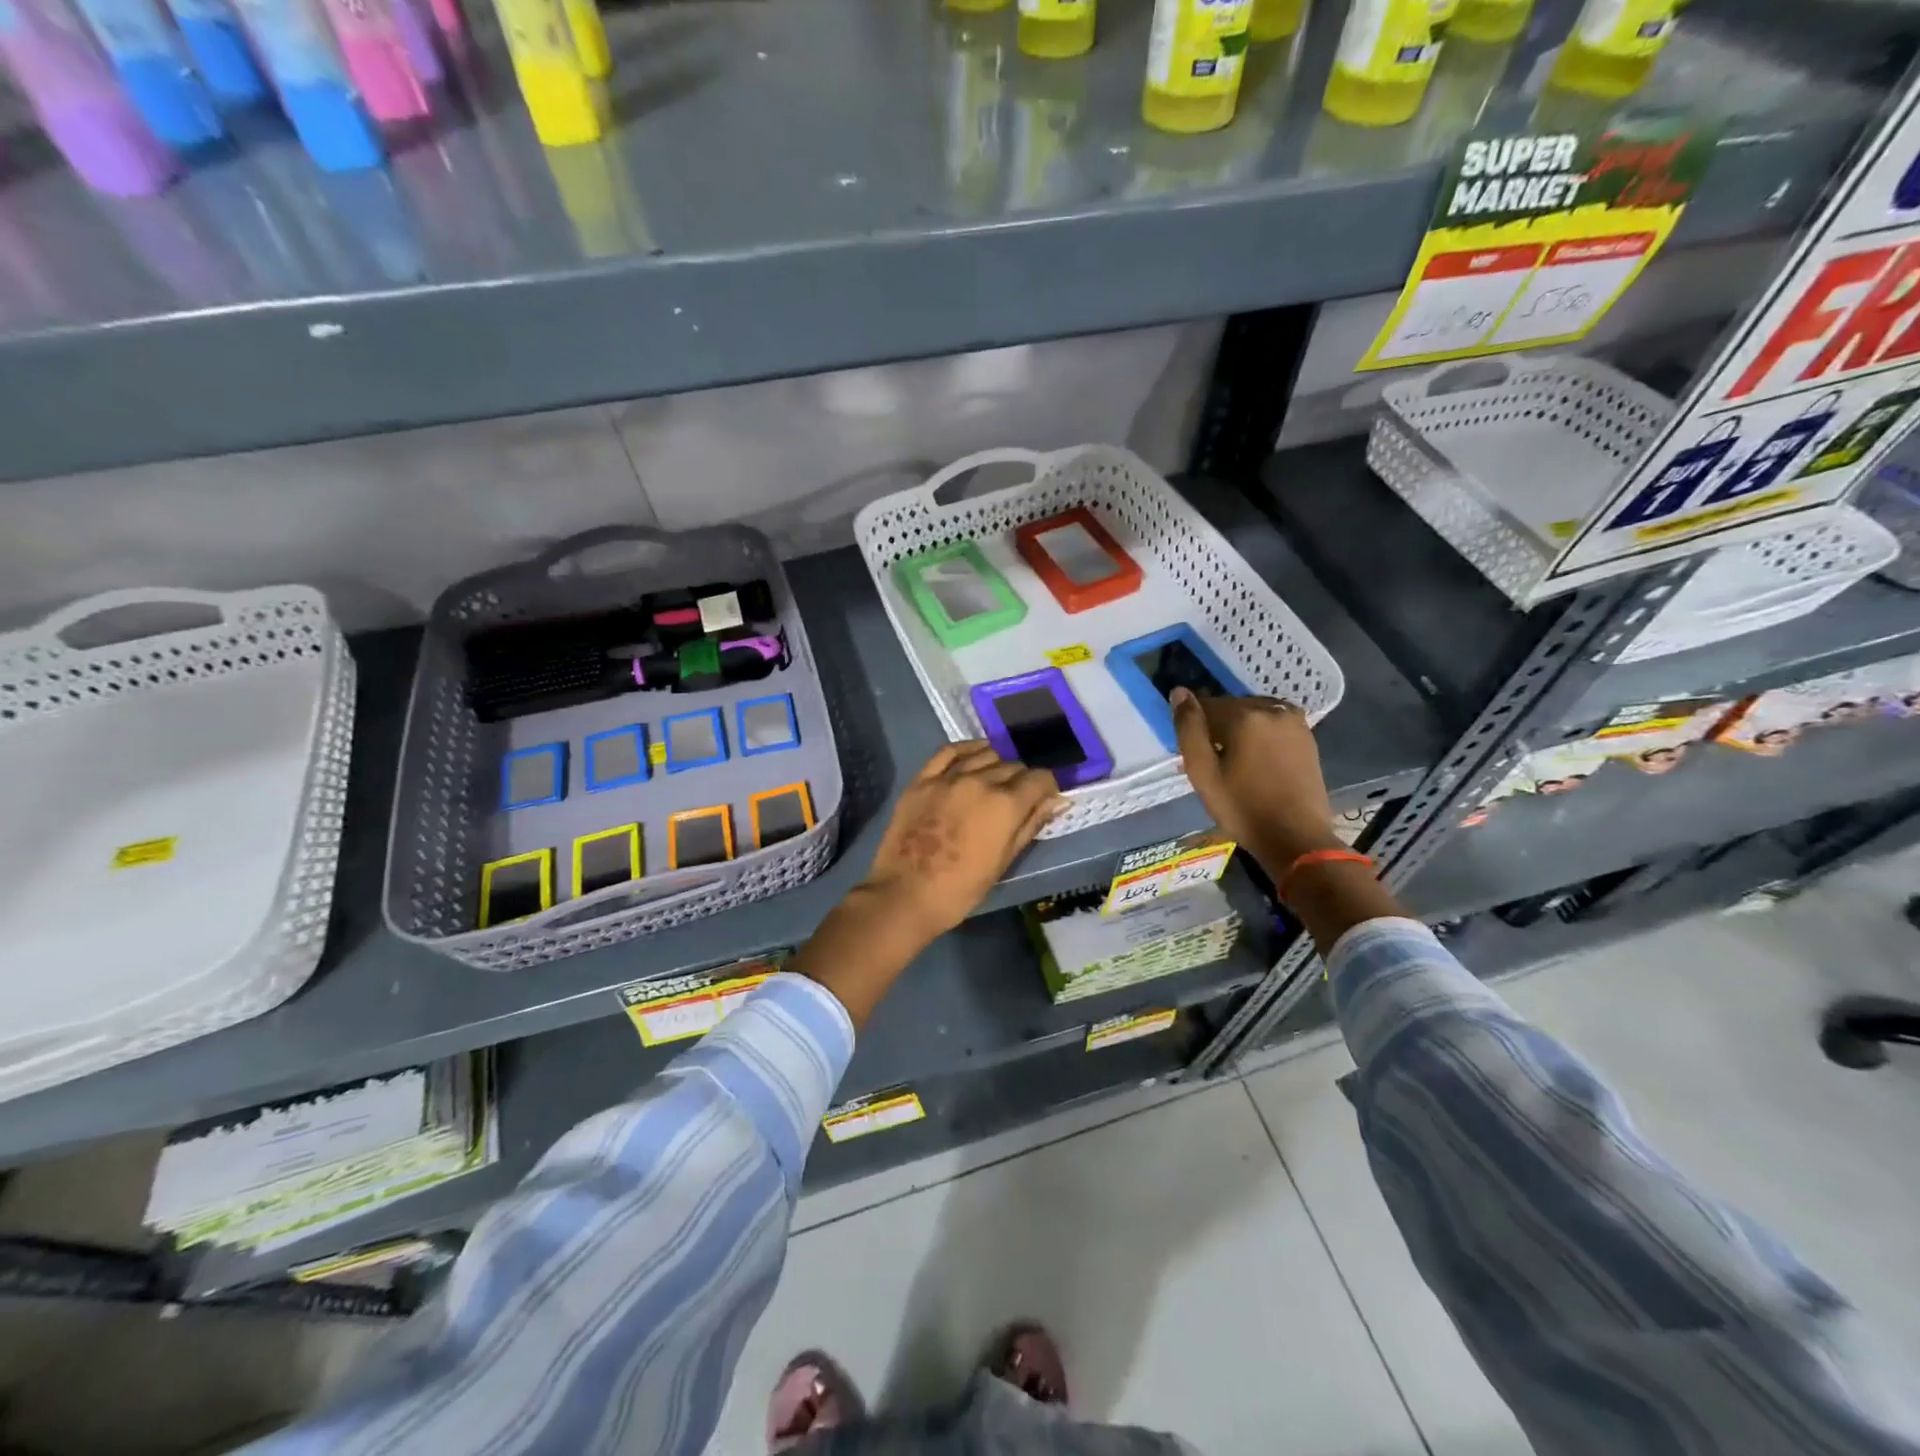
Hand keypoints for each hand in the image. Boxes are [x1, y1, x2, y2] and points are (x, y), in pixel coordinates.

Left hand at [859, 742, 1063, 940]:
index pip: (1040, 779)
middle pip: (1013, 766)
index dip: (1047, 788)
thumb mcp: (1004, 862)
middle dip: (1022, 780)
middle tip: (1017, 799)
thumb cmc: (961, 889)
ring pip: (984, 755)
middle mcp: (979, 781)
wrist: (905, 895)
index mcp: (1005, 805)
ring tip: (994, 781)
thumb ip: (1029, 825)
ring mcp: (948, 777)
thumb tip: (1055, 801)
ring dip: (996, 765)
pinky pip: (949, 752)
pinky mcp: (922, 779)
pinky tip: (973, 756)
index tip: (1044, 799)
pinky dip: (967, 750)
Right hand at [1171, 688, 1339, 876]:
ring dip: (1240, 731)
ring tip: (1236, 764)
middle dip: (1218, 728)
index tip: (1195, 754)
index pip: (1206, 705)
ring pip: (1253, 715)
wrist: (1297, 837)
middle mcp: (1272, 709)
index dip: (1195, 728)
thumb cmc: (1243, 808)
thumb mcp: (1203, 773)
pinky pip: (1272, 725)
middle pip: (1231, 708)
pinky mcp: (1307, 736)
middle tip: (1214, 762)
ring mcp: (1295, 721)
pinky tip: (1257, 762)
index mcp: (1245, 715)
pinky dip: (1260, 736)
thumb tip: (1179, 692)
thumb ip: (1189, 729)